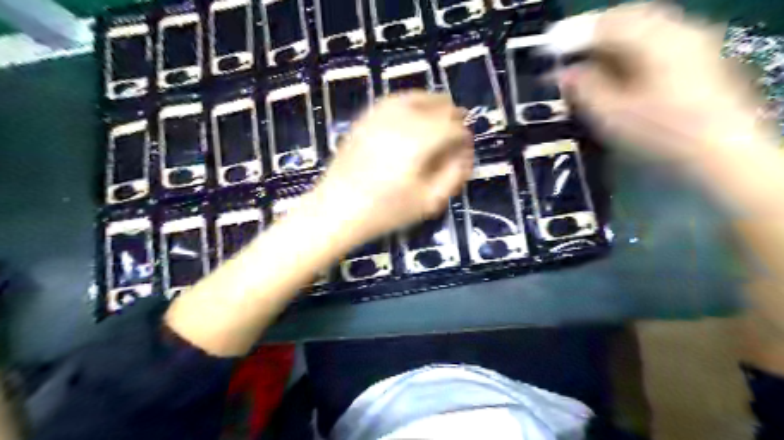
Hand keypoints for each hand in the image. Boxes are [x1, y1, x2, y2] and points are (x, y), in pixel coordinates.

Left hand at [312, 91, 471, 245]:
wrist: (336, 209)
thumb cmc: (385, 211)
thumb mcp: (429, 201)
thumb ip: (454, 174)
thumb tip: (465, 152)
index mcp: (419, 141)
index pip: (454, 127)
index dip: (465, 136)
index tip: (465, 149)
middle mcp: (401, 120)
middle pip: (438, 105)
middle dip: (453, 117)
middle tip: (455, 135)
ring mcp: (379, 115)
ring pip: (417, 96)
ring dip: (434, 106)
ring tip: (439, 121)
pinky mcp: (365, 118)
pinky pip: (394, 100)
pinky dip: (410, 103)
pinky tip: (413, 115)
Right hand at [557, 3, 766, 160]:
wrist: (720, 154)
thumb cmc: (660, 135)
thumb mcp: (611, 115)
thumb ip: (584, 88)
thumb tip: (564, 73)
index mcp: (654, 40)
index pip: (605, 24)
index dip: (572, 35)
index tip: (548, 50)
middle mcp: (677, 31)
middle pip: (626, 18)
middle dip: (592, 34)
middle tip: (567, 53)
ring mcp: (693, 43)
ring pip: (642, 29)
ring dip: (611, 41)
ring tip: (588, 61)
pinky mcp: (698, 60)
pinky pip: (656, 42)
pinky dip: (630, 50)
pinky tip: (618, 69)